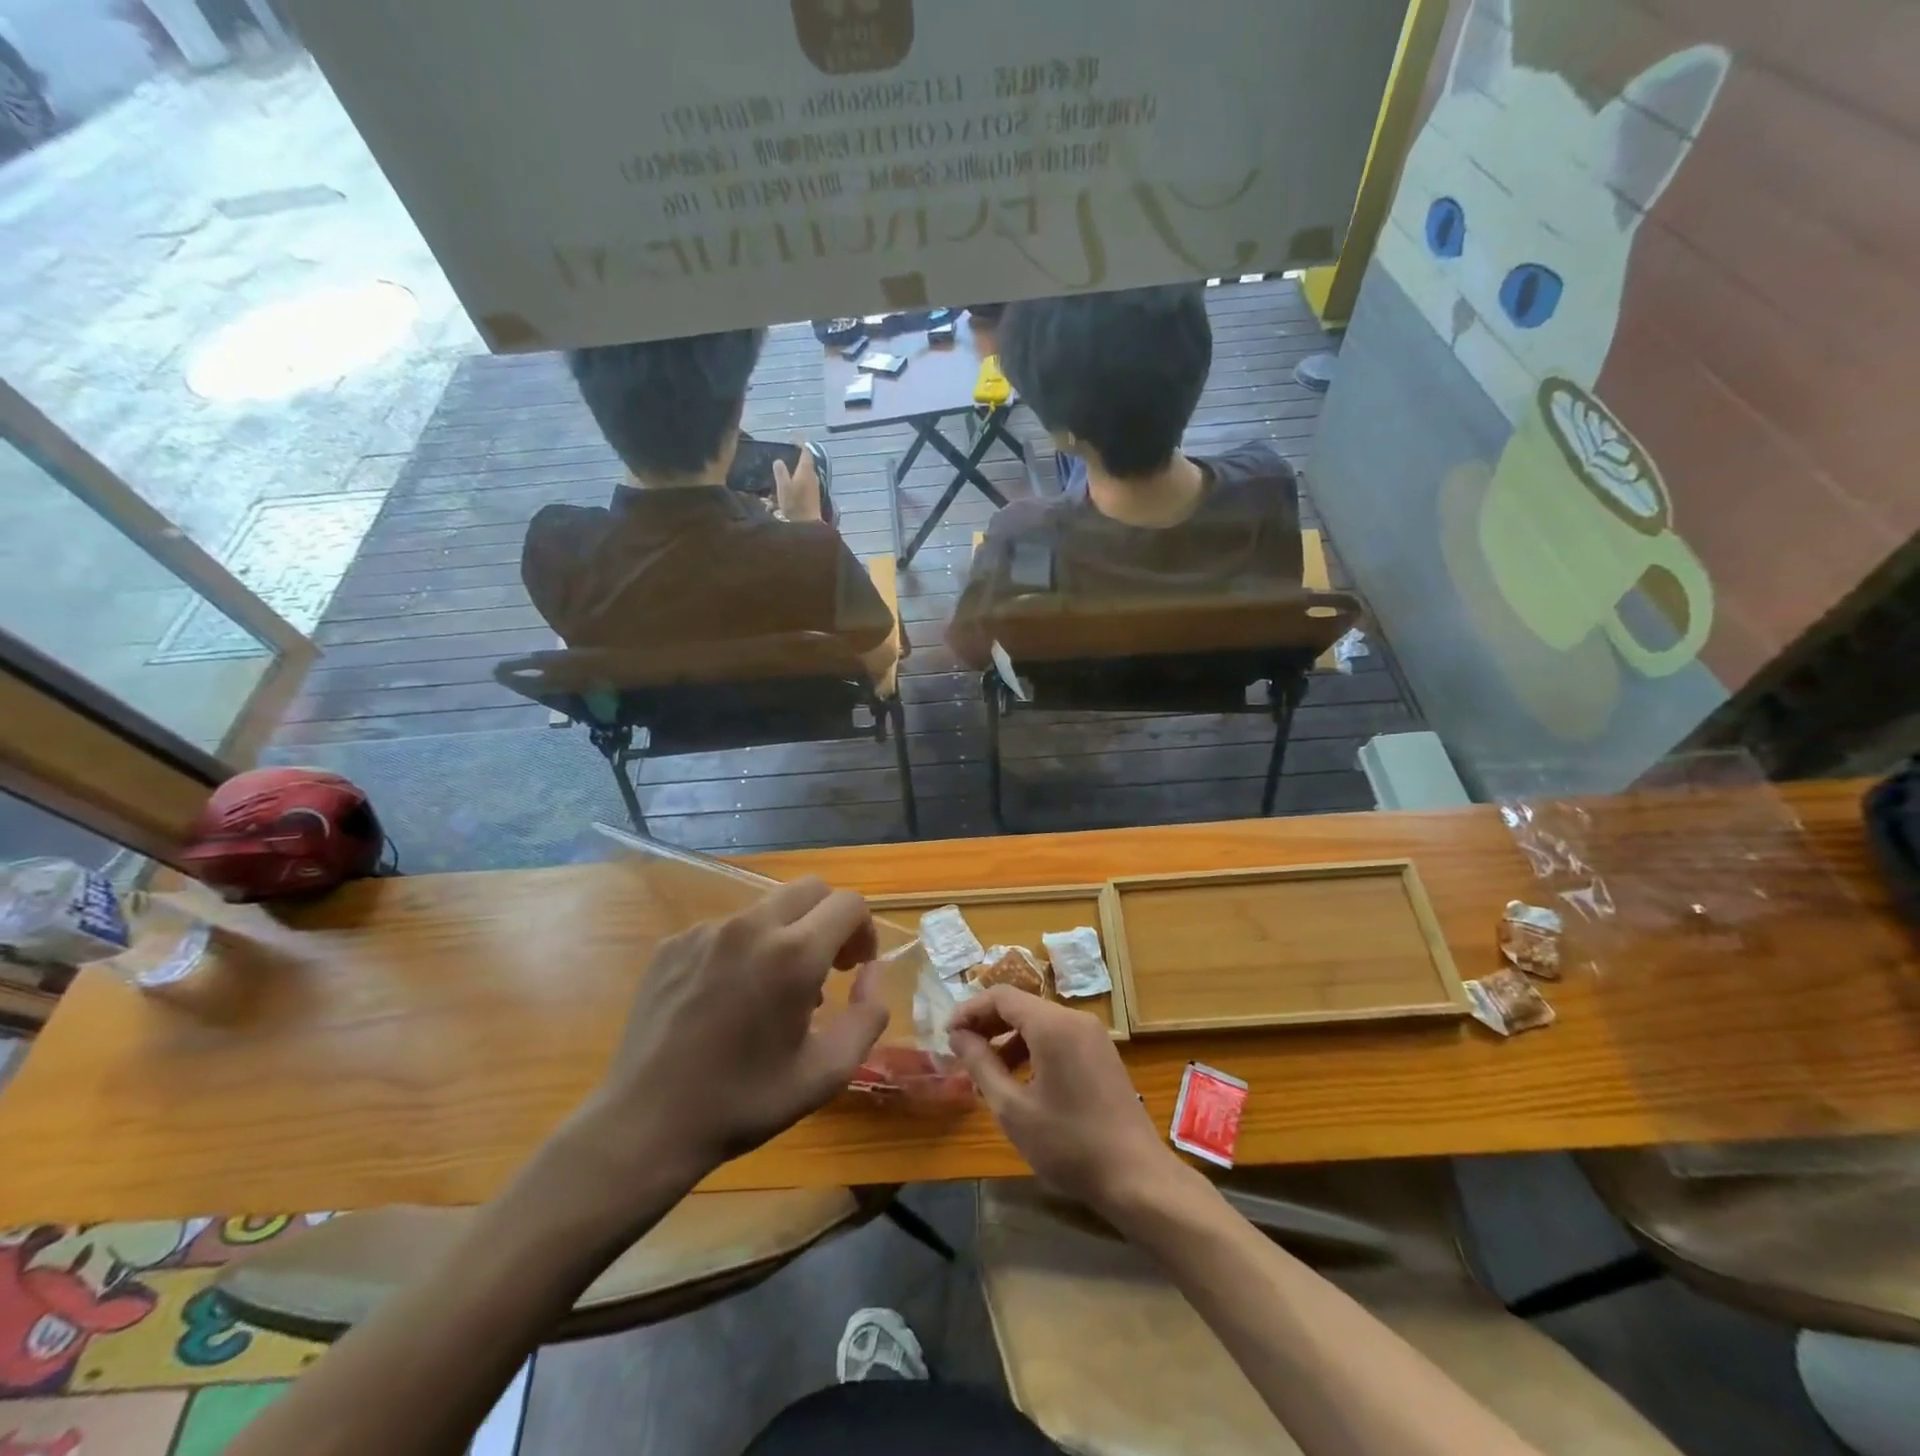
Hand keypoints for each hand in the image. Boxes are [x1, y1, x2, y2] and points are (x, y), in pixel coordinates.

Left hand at [567, 878, 887, 1196]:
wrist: (646, 1125)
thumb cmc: (744, 1102)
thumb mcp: (827, 1073)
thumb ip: (868, 1015)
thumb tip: (871, 972)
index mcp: (794, 954)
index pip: (849, 903)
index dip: (864, 930)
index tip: (854, 968)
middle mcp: (751, 926)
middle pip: (810, 889)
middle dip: (829, 919)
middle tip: (825, 967)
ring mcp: (706, 931)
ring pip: (766, 908)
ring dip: (785, 934)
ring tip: (771, 991)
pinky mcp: (673, 944)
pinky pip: (725, 929)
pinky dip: (742, 949)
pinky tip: (727, 999)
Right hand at [773, 441, 822, 521]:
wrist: (808, 525)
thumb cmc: (795, 504)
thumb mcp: (783, 486)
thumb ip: (780, 471)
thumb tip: (779, 461)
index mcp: (806, 470)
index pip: (805, 451)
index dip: (799, 442)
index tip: (792, 437)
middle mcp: (812, 476)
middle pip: (805, 462)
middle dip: (796, 456)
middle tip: (785, 453)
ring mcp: (814, 486)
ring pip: (804, 473)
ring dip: (795, 470)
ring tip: (784, 470)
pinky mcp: (813, 496)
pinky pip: (804, 483)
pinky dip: (797, 480)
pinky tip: (789, 485)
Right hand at [948, 987, 1179, 1216]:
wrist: (1136, 1177)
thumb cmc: (1068, 1144)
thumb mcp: (1013, 1109)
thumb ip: (981, 1065)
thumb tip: (958, 1036)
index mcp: (1052, 1025)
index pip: (1001, 996)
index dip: (969, 1010)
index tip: (947, 1035)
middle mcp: (1074, 1018)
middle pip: (1021, 1005)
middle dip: (987, 1024)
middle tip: (961, 1051)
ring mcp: (1093, 1034)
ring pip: (1039, 1021)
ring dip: (1009, 1038)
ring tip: (986, 1071)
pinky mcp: (1102, 1052)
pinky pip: (1058, 1036)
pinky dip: (1033, 1047)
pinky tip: (1021, 1080)